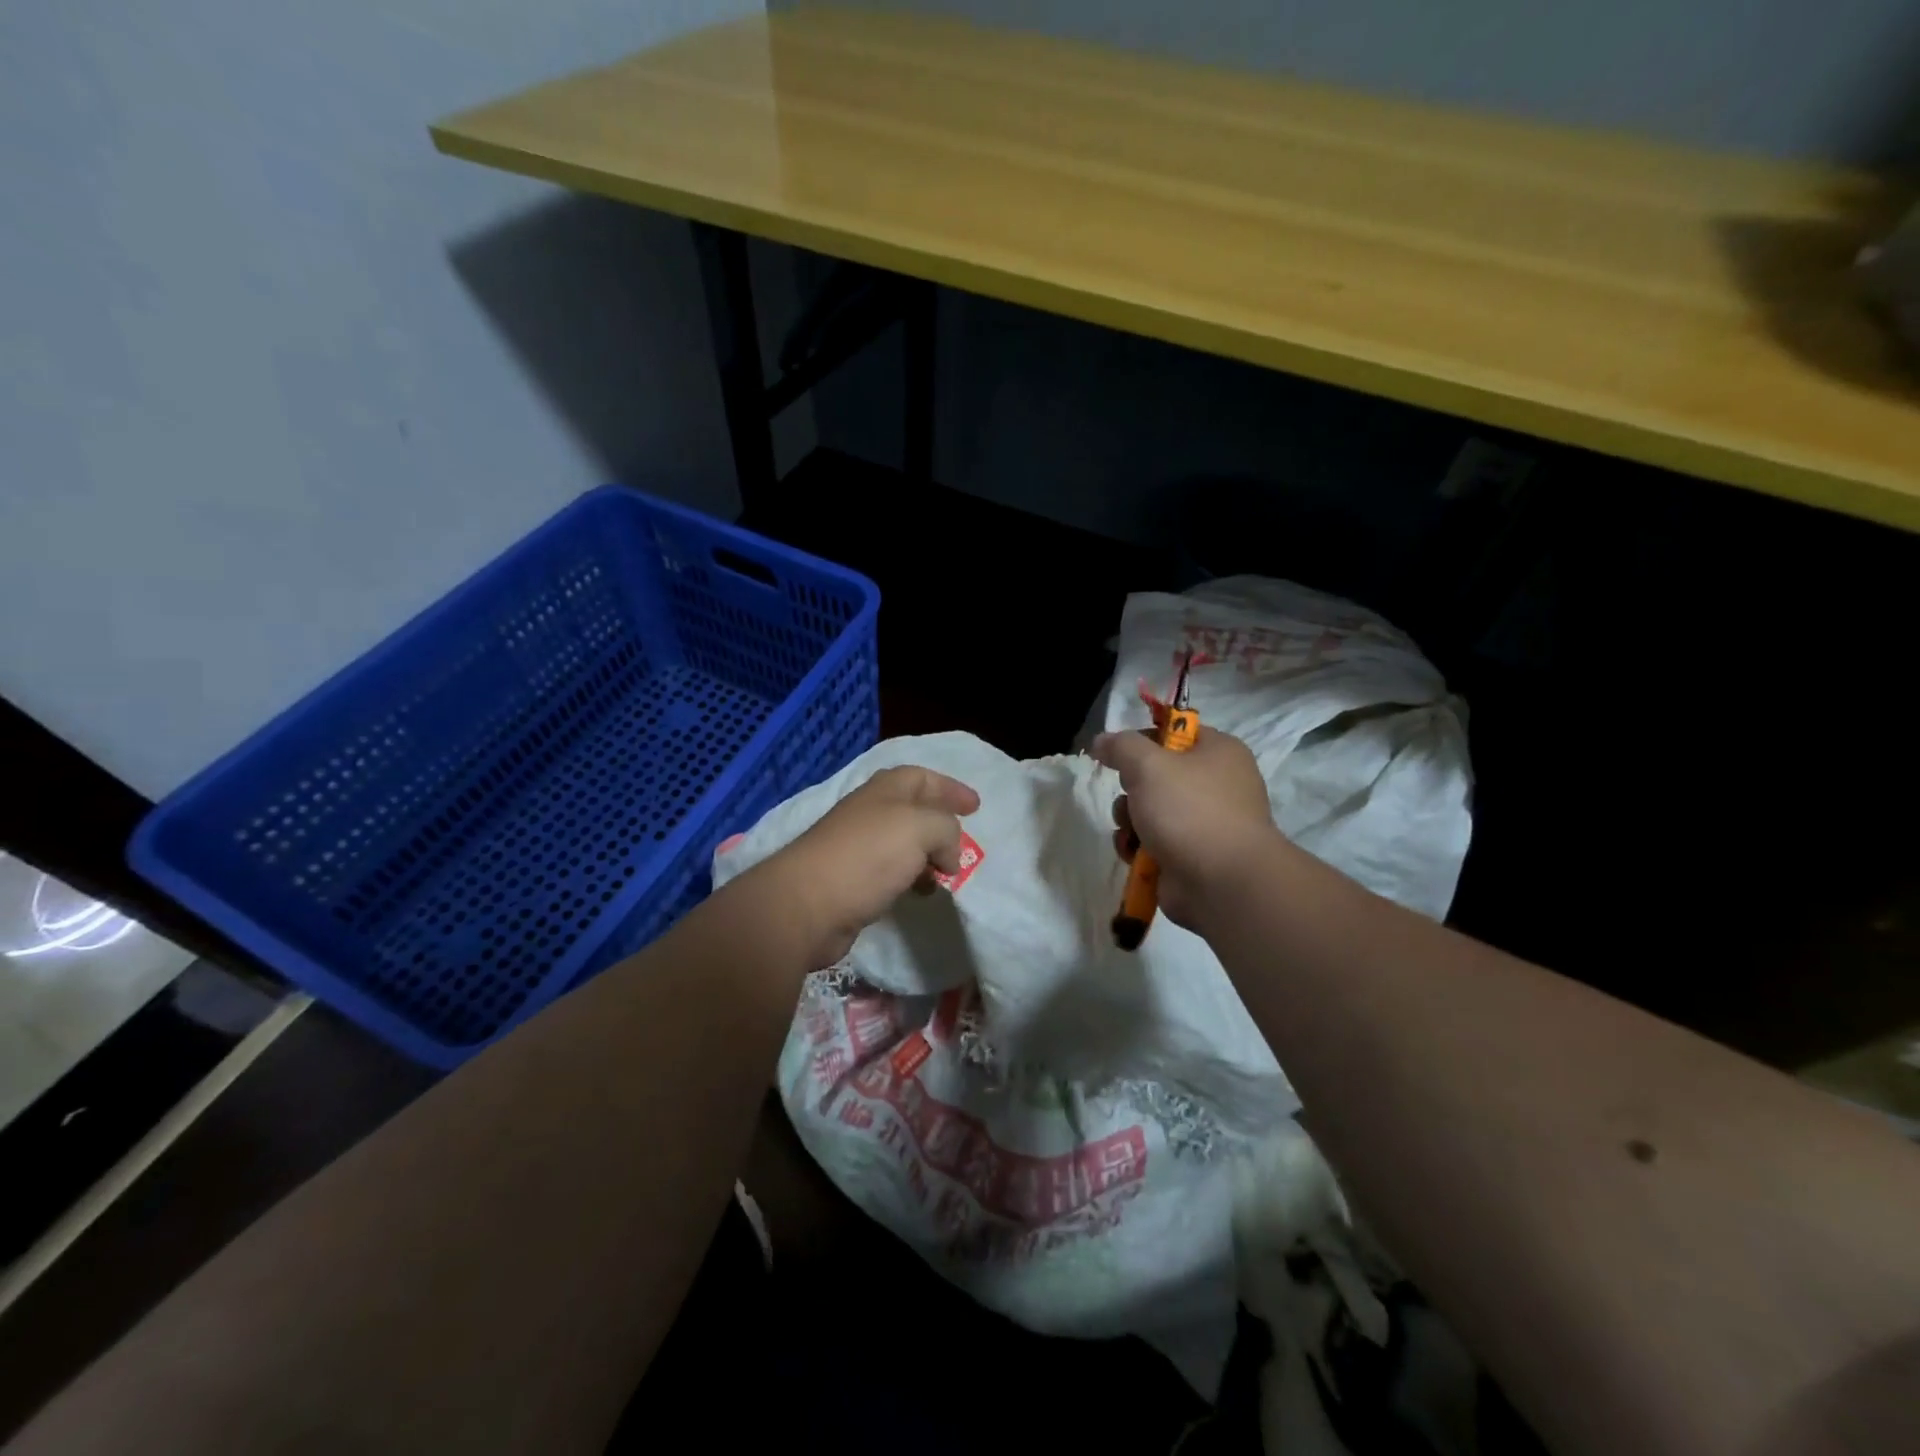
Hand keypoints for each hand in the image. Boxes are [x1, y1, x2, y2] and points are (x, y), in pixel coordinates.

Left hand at [756, 765, 979, 967]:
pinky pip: (891, 872)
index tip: (976, 807)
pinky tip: (919, 894)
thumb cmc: (867, 856)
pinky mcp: (852, 881)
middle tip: (963, 844)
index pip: (922, 777)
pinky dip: (911, 878)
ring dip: (928, 855)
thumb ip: (946, 830)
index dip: (950, 788)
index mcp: (885, 791)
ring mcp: (858, 847)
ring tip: (946, 874)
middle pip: (913, 810)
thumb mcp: (921, 827)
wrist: (808, 904)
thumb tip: (947, 855)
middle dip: (941, 824)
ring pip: (903, 843)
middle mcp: (870, 813)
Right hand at [1091, 726, 1279, 933]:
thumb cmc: (1190, 810)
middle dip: (1131, 788)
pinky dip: (1138, 847)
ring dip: (1129, 820)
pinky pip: (1153, 841)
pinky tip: (1134, 854)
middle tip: (1131, 796)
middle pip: (1157, 774)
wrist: (1222, 883)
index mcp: (1219, 752)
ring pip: (1149, 810)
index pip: (1174, 732)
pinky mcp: (1191, 855)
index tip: (1118, 753)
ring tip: (1131, 831)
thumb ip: (1121, 746)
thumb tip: (1101, 741)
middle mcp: (1217, 784)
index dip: (1143, 739)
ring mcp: (1205, 823)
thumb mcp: (1148, 765)